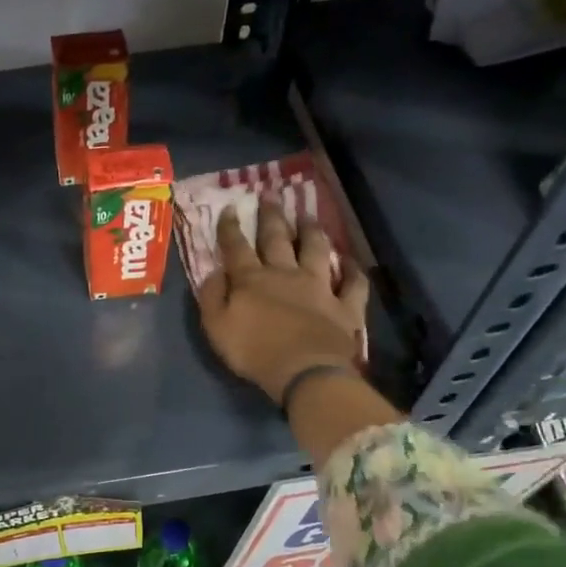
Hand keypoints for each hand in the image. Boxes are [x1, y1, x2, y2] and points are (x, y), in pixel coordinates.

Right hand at [196, 205, 369, 402]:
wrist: (304, 370)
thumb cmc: (254, 352)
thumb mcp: (216, 327)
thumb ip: (212, 297)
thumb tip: (212, 272)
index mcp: (251, 280)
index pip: (237, 247)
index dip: (230, 227)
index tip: (229, 208)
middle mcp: (285, 274)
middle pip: (277, 238)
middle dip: (272, 216)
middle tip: (270, 196)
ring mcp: (319, 286)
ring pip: (315, 250)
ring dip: (311, 231)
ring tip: (308, 216)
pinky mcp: (345, 305)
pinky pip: (353, 283)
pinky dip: (353, 270)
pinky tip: (352, 261)